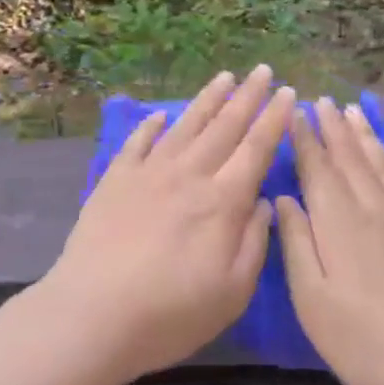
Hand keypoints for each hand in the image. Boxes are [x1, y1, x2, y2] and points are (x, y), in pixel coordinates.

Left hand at [36, 66, 295, 384]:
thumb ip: (253, 242)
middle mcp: (188, 175)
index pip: (256, 149)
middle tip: (263, 70)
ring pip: (185, 126)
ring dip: (207, 100)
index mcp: (222, 202)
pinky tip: (161, 114)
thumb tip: (265, 201)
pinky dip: (152, 124)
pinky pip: (139, 142)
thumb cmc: (170, 314)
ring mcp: (148, 172)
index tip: (289, 94)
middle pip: (224, 127)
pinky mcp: (115, 179)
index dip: (274, 120)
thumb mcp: (231, 292)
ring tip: (224, 77)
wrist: (94, 312)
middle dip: (247, 97)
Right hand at [276, 99, 383, 384]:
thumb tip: (283, 198)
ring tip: (356, 113)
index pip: (318, 167)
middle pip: (352, 158)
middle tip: (323, 101)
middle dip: (334, 128)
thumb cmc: (361, 342)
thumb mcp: (311, 298)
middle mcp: (376, 209)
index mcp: (339, 222)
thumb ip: (297, 242)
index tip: (296, 112)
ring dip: (369, 138)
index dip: (305, 138)